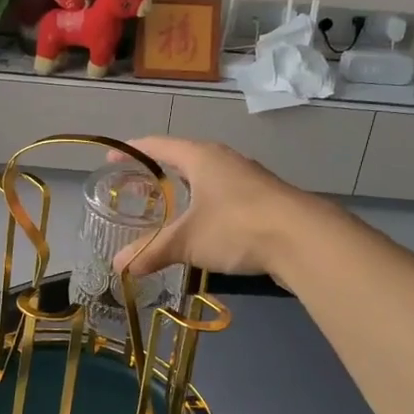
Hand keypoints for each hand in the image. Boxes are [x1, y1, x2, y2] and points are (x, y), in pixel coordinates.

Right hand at [112, 135, 323, 278]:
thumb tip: (119, 267)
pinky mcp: (263, 199)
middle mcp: (223, 160)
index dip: (131, 152)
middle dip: (157, 174)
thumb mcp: (187, 241)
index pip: (156, 145)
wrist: (304, 239)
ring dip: (184, 191)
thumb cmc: (237, 226)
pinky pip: (223, 196)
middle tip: (134, 190)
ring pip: (205, 178)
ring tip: (165, 210)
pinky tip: (201, 227)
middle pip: (182, 159)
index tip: (110, 161)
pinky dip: (204, 206)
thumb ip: (151, 251)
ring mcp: (247, 178)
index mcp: (200, 156)